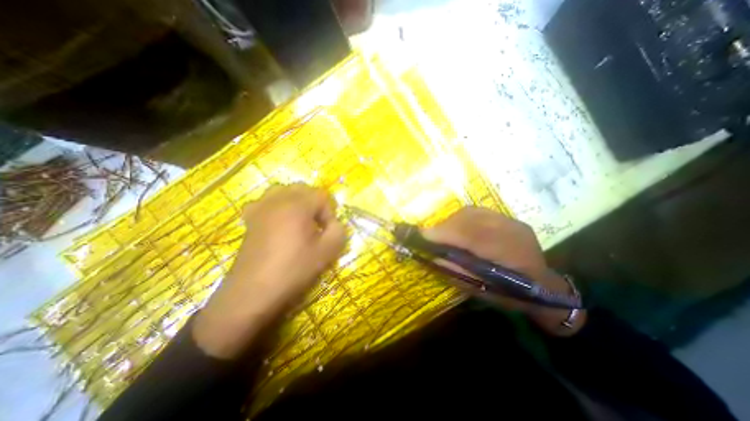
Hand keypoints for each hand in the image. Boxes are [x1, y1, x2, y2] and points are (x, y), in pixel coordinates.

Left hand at [192, 184, 345, 358]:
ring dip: (297, 201)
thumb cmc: (293, 269)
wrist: (253, 292)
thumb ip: (339, 230)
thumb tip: (334, 223)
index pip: (321, 195)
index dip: (329, 212)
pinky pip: (266, 201)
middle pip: (303, 189)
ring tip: (300, 220)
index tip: (327, 231)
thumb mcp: (327, 251)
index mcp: (297, 205)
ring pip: (284, 191)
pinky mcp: (250, 219)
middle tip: (317, 224)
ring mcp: (260, 207)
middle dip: (315, 204)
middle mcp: (277, 199)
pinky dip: (277, 205)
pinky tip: (278, 221)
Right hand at [421, 207, 585, 335]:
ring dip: (451, 221)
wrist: (546, 288)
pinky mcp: (507, 218)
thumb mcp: (483, 291)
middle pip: (468, 219)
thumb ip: (457, 272)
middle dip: (444, 226)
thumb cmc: (513, 295)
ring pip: (471, 212)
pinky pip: (476, 212)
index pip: (471, 236)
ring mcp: (511, 221)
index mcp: (511, 255)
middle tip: (430, 236)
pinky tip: (458, 229)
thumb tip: (433, 256)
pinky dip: (461, 219)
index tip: (421, 236)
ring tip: (443, 234)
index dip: (444, 233)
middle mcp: (512, 231)